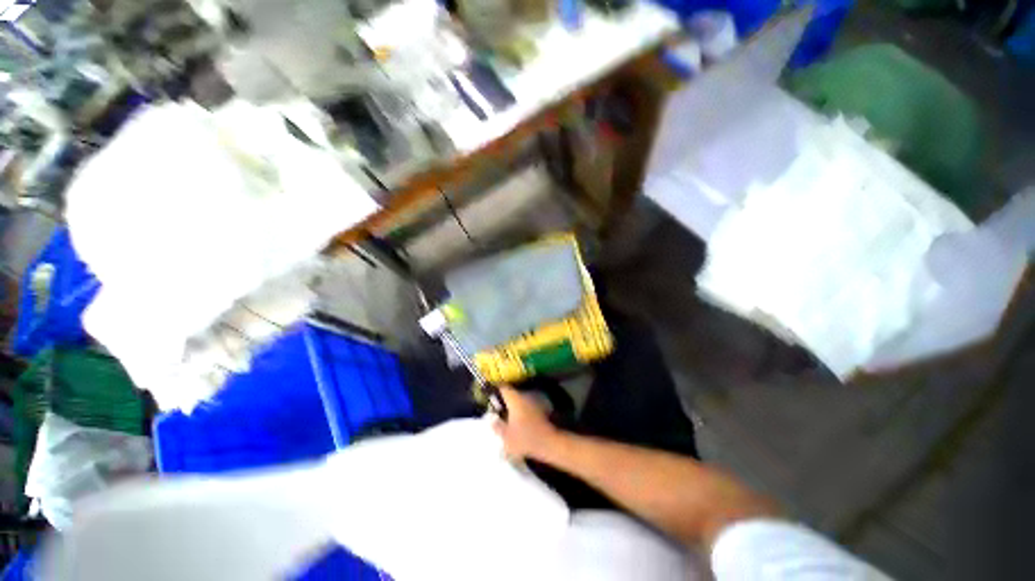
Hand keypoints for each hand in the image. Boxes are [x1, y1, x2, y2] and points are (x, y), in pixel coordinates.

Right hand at [492, 386, 560, 460]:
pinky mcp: (542, 409)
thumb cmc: (525, 438)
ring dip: (515, 404)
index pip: (503, 387)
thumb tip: (492, 419)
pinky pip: (528, 406)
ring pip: (521, 399)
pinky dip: (523, 410)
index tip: (490, 394)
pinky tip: (520, 420)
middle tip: (497, 406)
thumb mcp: (506, 437)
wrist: (550, 443)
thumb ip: (497, 427)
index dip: (496, 389)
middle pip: (512, 392)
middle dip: (505, 398)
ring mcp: (535, 401)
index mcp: (514, 399)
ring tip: (508, 414)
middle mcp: (525, 396)